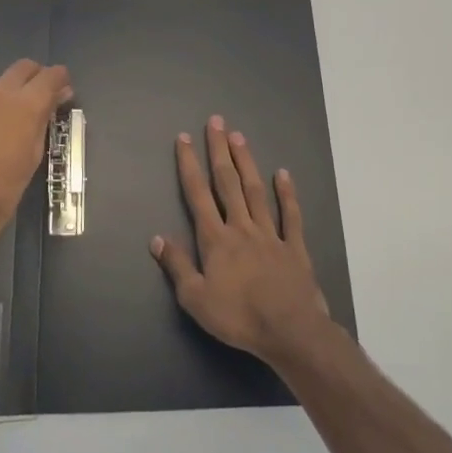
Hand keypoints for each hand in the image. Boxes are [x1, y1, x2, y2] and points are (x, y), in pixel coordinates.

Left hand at [0, 59, 72, 257]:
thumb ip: (44, 119)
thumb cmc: (4, 189)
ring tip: (1, 125)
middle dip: (34, 79)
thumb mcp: (34, 155)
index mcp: (24, 104)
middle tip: (36, 101)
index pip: (51, 75)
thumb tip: (56, 98)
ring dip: (4, 97)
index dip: (60, 80)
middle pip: (23, 67)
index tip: (61, 92)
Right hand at [151, 115, 330, 364]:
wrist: (289, 330)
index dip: (189, 165)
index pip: (198, 194)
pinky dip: (287, 194)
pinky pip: (290, 215)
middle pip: (228, 182)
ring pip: (256, 191)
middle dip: (219, 150)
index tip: (184, 139)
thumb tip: (157, 238)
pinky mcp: (294, 247)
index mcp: (216, 239)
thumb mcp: (195, 299)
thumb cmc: (238, 317)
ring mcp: (270, 234)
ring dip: (246, 162)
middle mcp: (241, 227)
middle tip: (217, 122)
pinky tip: (283, 174)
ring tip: (239, 137)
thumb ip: (177, 266)